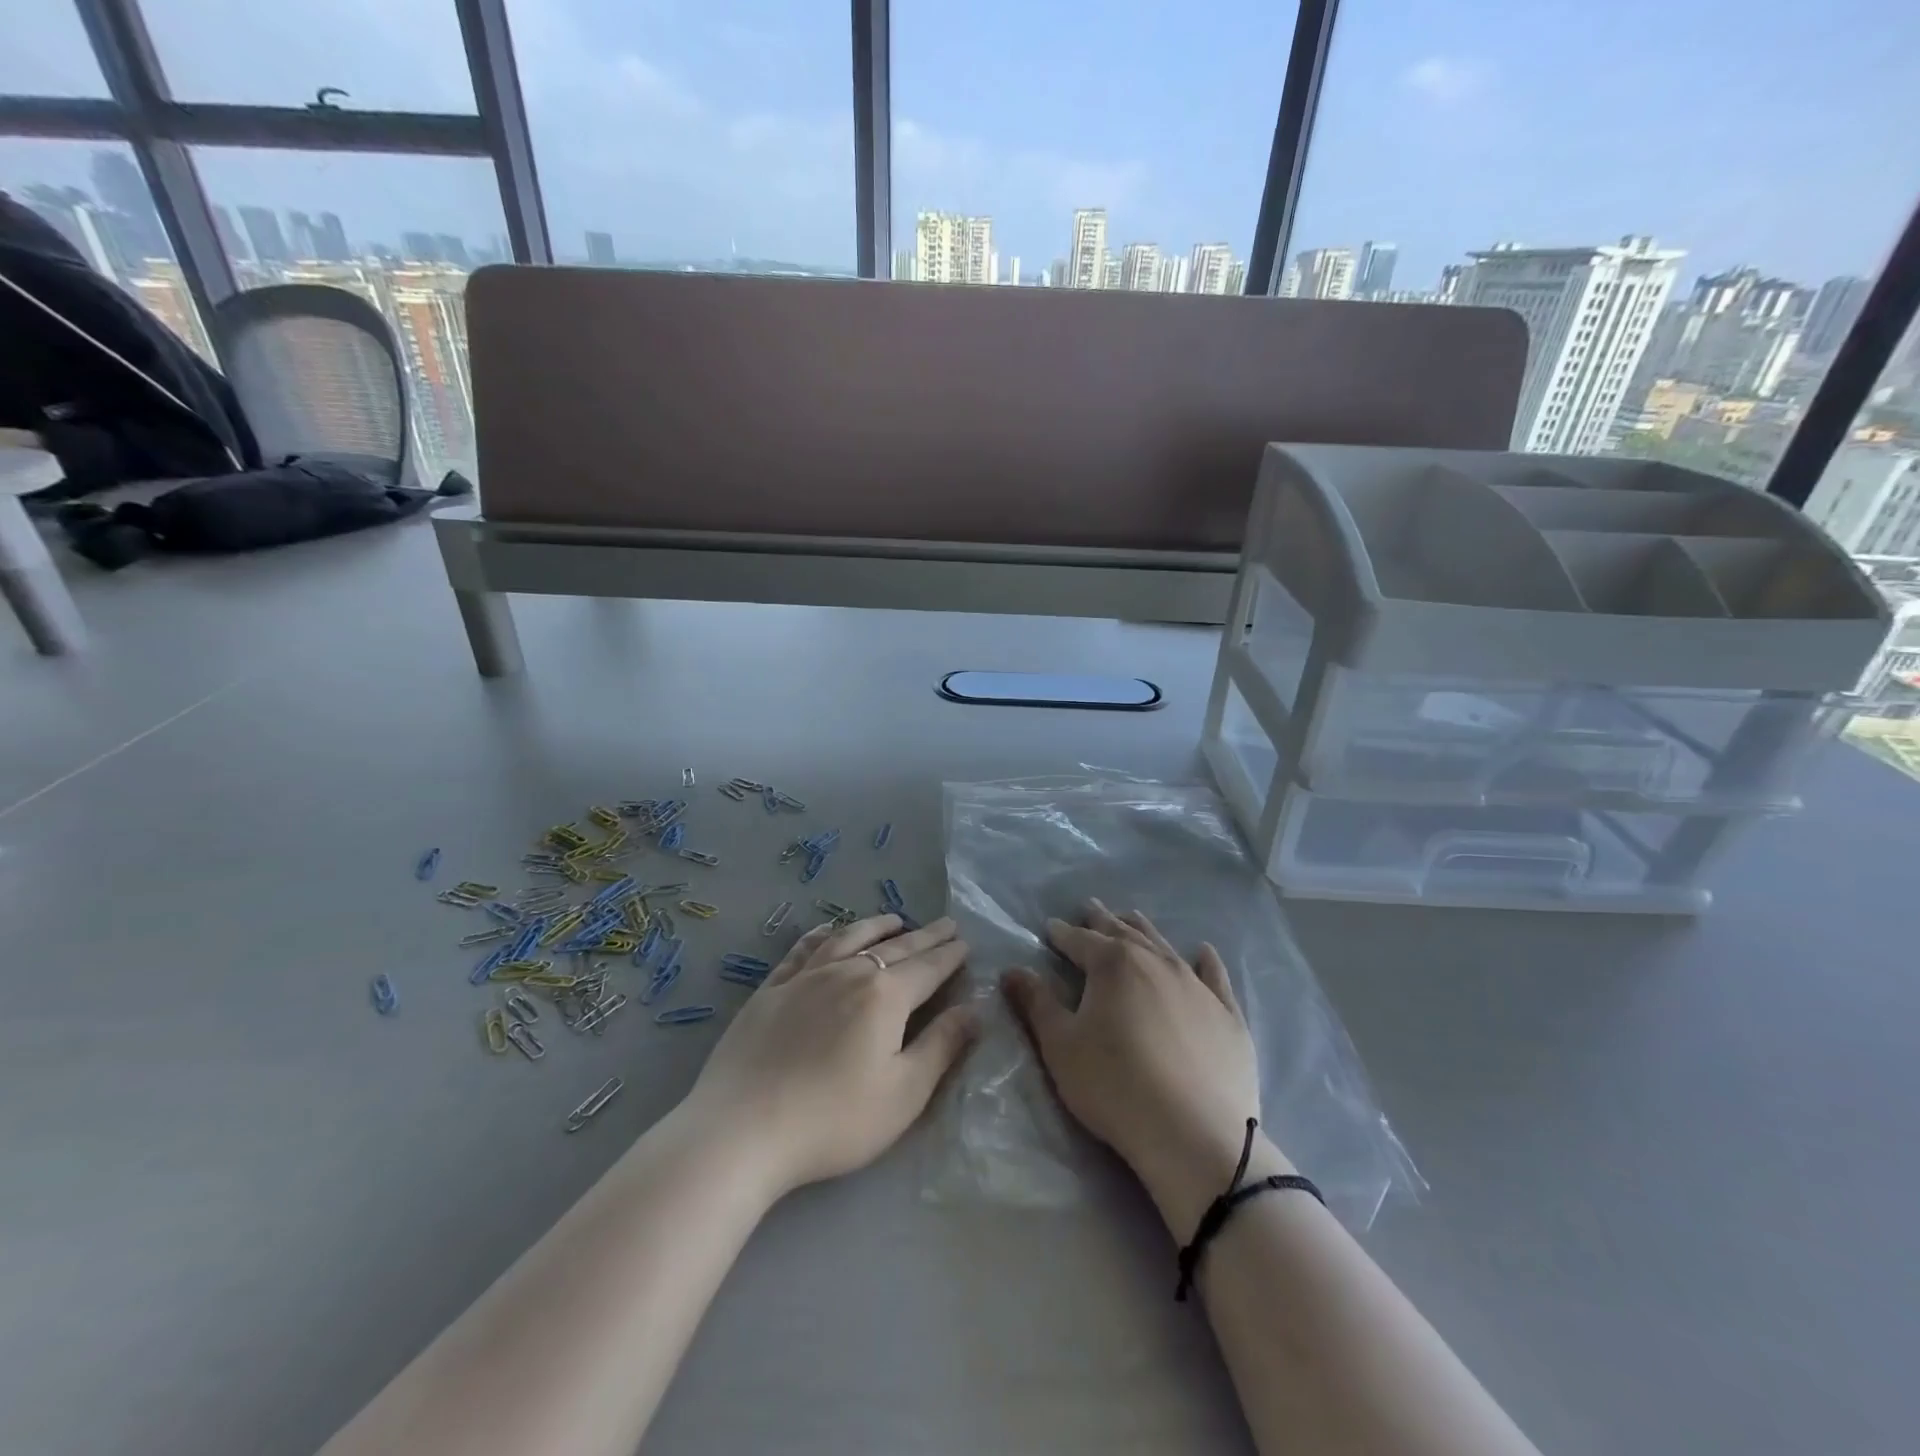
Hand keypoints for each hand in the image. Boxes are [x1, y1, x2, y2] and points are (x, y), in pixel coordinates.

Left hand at [683, 914, 976, 1198]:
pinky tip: (829, 930)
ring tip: (895, 919)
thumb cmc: (834, 1119)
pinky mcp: (771, 989)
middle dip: (924, 936)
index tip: (964, 941)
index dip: (949, 955)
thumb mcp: (904, 1093)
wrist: (742, 1129)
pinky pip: (804, 949)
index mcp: (885, 996)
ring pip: (849, 938)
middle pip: (895, 948)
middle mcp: (848, 973)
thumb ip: (942, 1046)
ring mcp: (806, 977)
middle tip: (945, 923)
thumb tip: (974, 1010)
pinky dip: (824, 934)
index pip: (927, 968)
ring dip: (876, 926)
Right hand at [1002, 902, 1290, 1232]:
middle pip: (1123, 934)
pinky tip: (1204, 951)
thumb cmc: (1114, 1086)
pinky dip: (1208, 962)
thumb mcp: (1060, 1045)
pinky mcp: (1227, 1015)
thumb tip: (1013, 970)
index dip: (1063, 934)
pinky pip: (1215, 978)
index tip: (1051, 927)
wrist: (1194, 1134)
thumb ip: (1037, 1003)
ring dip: (1145, 931)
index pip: (1080, 941)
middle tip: (1091, 908)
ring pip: (1164, 947)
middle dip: (1103, 921)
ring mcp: (1196, 986)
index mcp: (1113, 965)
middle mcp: (1156, 963)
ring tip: (1133, 917)